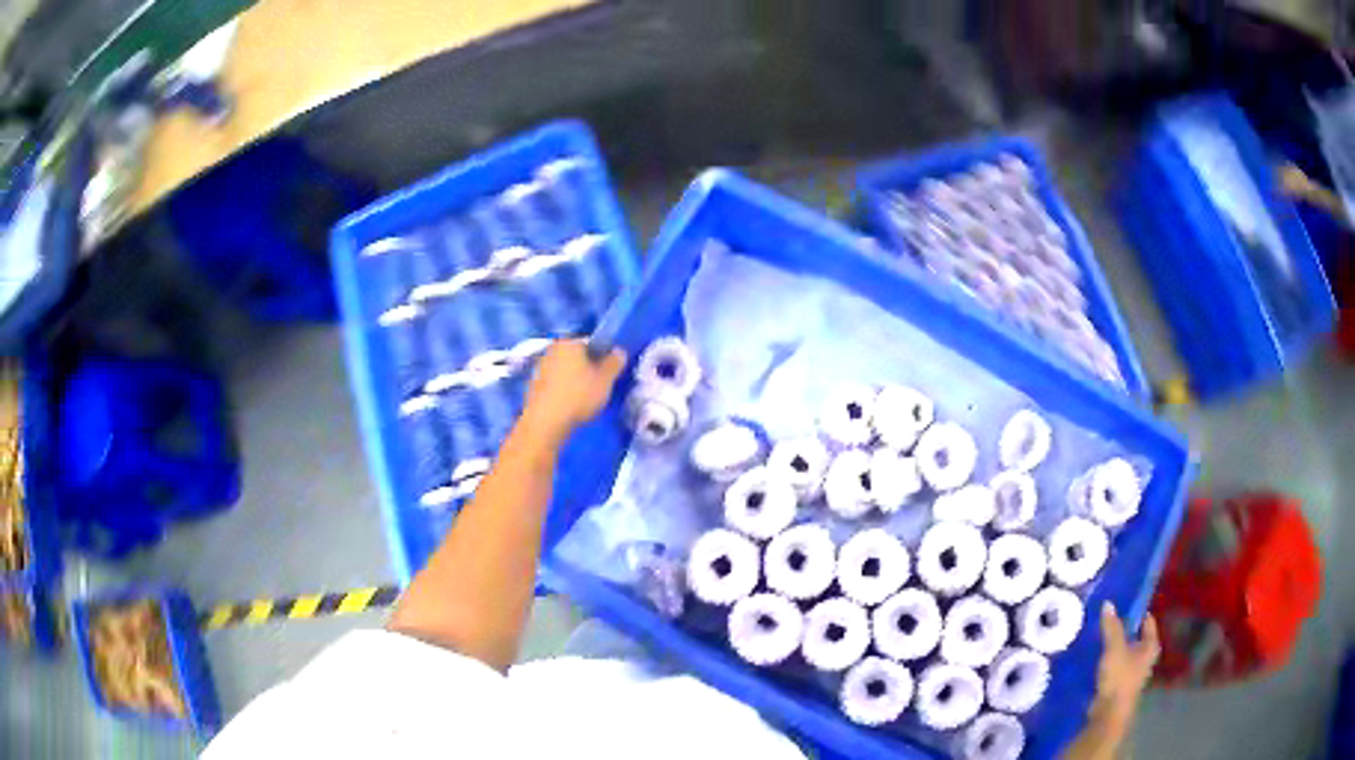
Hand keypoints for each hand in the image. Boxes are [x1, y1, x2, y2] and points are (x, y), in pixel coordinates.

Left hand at [522, 340, 625, 442]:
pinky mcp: (533, 384)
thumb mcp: (605, 380)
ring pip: (564, 368)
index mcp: (570, 342)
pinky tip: (569, 403)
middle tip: (599, 384)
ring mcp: (540, 367)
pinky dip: (562, 388)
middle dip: (587, 366)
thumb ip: (614, 363)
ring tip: (584, 396)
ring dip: (574, 378)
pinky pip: (554, 382)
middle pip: (576, 355)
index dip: (603, 356)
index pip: (591, 342)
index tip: (609, 371)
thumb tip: (619, 351)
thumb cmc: (579, 396)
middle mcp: (552, 349)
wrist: (545, 422)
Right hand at [1064, 603, 1159, 759]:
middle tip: (1109, 618)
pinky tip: (1095, 657)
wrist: (1109, 713)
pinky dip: (1107, 660)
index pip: (1148, 622)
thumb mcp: (1115, 648)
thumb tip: (1108, 603)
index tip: (1124, 603)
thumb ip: (1111, 627)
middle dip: (1124, 629)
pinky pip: (1114, 665)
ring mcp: (1132, 673)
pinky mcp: (1119, 685)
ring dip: (1114, 646)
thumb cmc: (1120, 677)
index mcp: (1150, 646)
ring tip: (1098, 636)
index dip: (1138, 612)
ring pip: (1124, 653)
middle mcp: (1145, 658)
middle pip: (1136, 637)